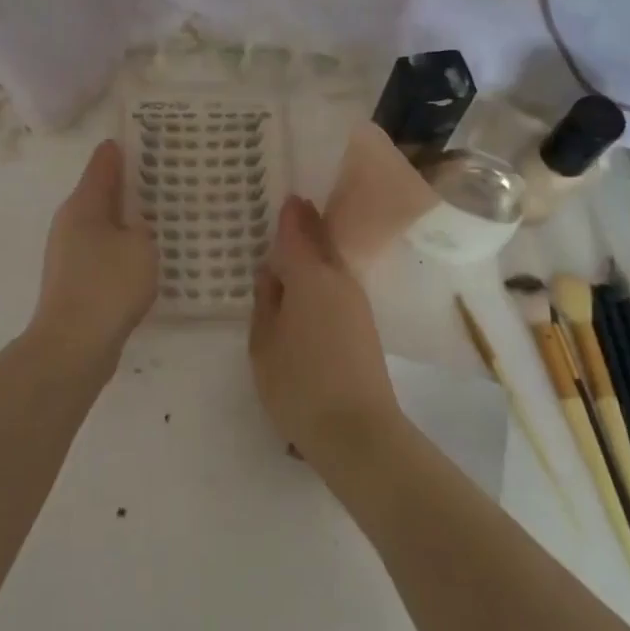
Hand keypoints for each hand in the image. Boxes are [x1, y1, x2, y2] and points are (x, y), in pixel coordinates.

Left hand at [27, 140, 158, 373]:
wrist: (73, 345)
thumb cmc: (108, 286)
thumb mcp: (139, 246)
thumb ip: (142, 227)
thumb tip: (133, 224)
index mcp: (83, 205)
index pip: (103, 164)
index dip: (122, 149)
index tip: (144, 137)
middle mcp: (70, 223)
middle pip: (101, 193)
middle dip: (129, 185)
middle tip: (163, 176)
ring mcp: (69, 253)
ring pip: (103, 224)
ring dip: (126, 219)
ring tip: (160, 216)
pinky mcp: (75, 280)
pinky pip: (103, 252)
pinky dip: (122, 247)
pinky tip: (145, 257)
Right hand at [249, 196, 403, 467]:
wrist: (358, 432)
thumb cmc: (299, 384)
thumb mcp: (264, 343)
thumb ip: (266, 302)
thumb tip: (271, 273)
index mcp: (311, 276)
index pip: (298, 231)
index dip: (290, 214)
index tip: (285, 197)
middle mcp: (339, 279)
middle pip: (322, 243)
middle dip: (306, 227)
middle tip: (288, 214)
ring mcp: (356, 302)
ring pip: (332, 264)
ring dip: (315, 253)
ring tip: (291, 251)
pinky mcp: (364, 325)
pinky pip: (338, 286)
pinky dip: (322, 277)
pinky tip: (306, 290)